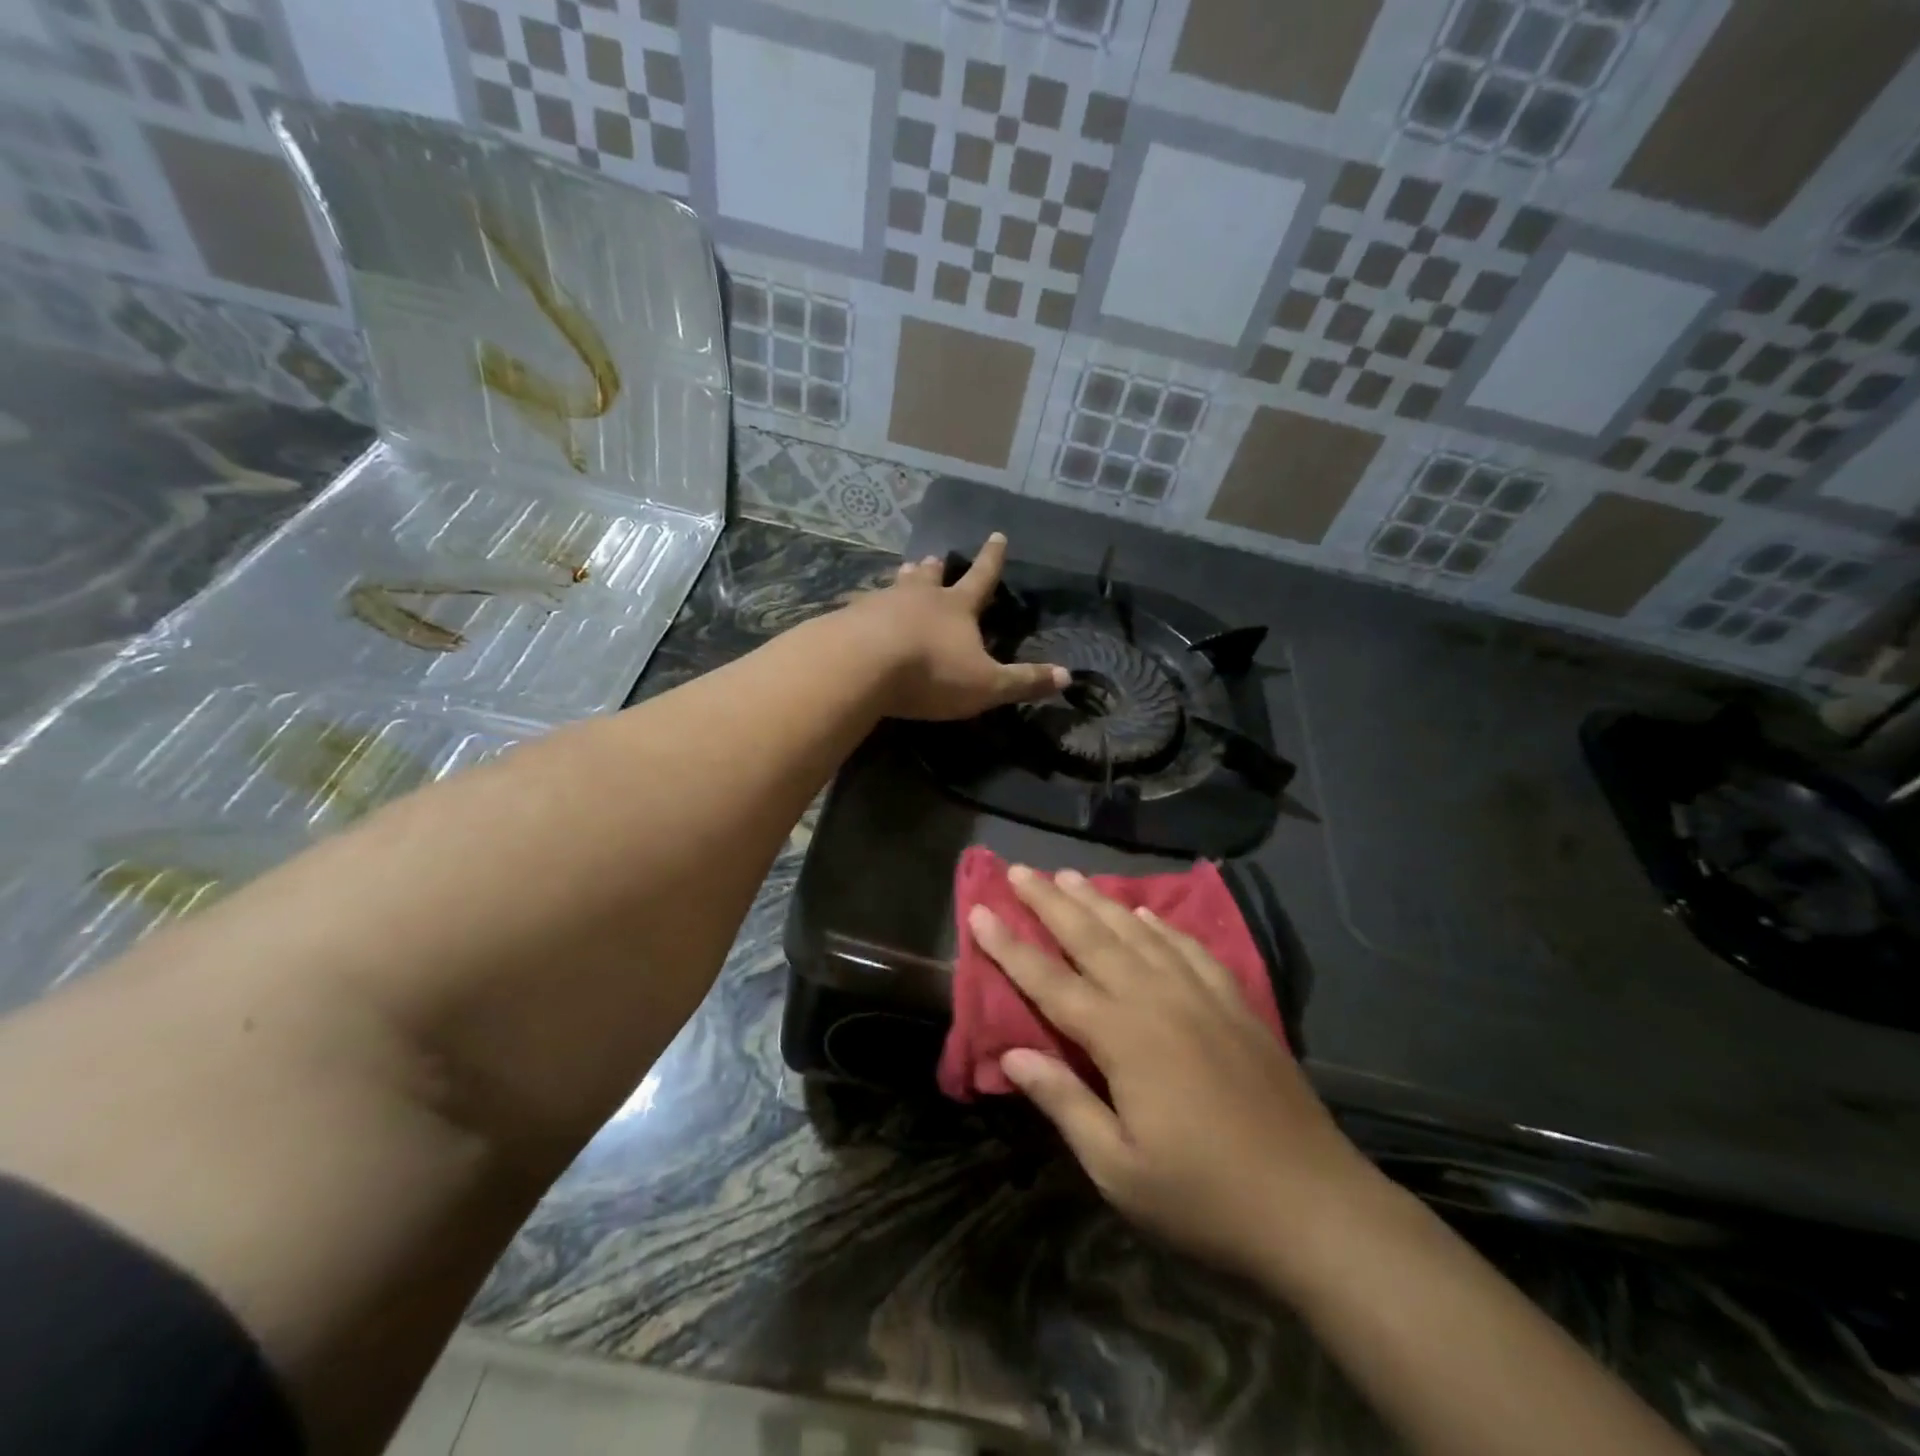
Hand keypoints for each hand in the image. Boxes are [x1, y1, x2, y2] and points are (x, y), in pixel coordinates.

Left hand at [850, 533, 1067, 721]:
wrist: (860, 666)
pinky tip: (859, 611)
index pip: (981, 578)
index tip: (998, 535)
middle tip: (935, 558)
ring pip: (896, 586)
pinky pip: (862, 608)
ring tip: (903, 572)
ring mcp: (880, 604)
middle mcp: (919, 597)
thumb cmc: (931, 673)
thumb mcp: (986, 684)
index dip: (992, 558)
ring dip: (903, 580)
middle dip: (937, 568)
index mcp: (956, 607)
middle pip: (930, 577)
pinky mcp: (849, 619)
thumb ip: (1023, 681)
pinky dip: (867, 607)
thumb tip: (1067, 676)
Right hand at [968, 866, 1378, 1284]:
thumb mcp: (1119, 1169)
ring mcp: (1201, 995)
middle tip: (1019, 870)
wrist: (1313, 1204)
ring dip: (1099, 901)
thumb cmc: (1204, 1197)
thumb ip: (1064, 1102)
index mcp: (1122, 1037)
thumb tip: (1010, 1056)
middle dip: (1050, 901)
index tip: (980, 910)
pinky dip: (1161, 924)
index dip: (1009, 945)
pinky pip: (1189, 947)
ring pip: (1138, 932)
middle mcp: (1157, 999)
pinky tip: (1146, 912)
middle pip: (1092, 938)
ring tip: (1070, 874)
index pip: (1050, 980)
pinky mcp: (1236, 1003)